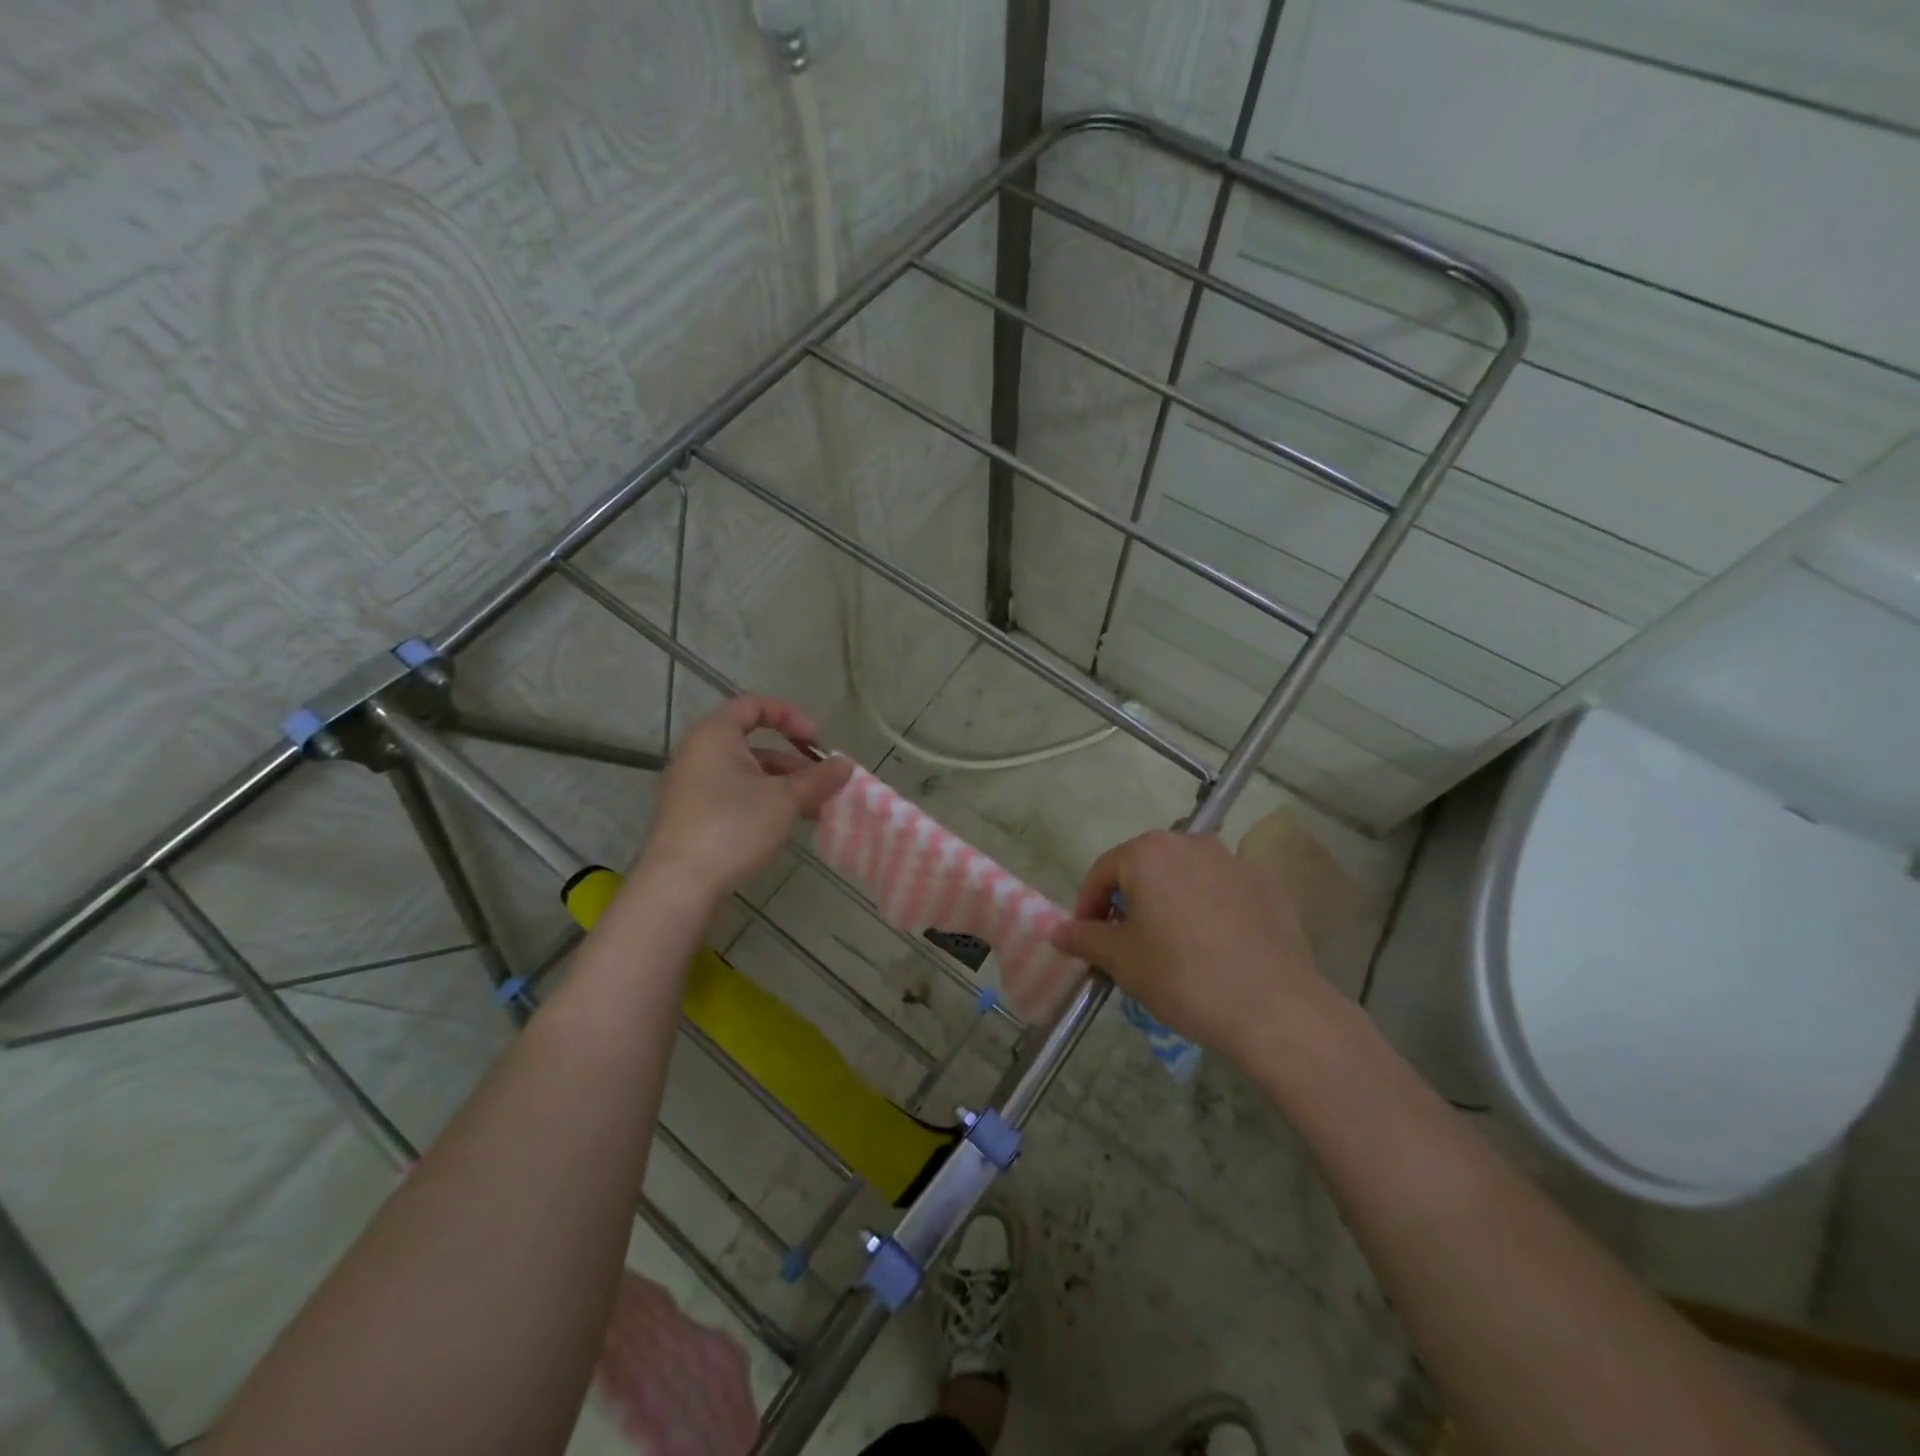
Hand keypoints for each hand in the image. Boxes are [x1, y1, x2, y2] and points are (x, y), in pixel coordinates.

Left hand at [641, 697, 852, 901]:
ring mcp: (690, 787)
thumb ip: (818, 778)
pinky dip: (763, 802)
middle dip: (794, 762)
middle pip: (753, 744)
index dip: (791, 716)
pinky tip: (785, 826)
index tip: (817, 741)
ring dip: (783, 786)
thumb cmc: (733, 826)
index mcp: (715, 735)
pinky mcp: (691, 817)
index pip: (754, 705)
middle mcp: (697, 753)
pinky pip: (733, 796)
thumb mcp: (785, 799)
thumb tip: (846, 765)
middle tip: (823, 782)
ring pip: (746, 774)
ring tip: (815, 809)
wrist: (678, 885)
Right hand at [1050, 830, 1341, 1069]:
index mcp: (1149, 852)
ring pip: (1185, 876)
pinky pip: (1223, 890)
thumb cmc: (1182, 976)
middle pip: (1145, 868)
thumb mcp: (1122, 960)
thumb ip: (1086, 938)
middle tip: (1125, 944)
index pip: (1102, 871)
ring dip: (1169, 902)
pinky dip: (1209, 909)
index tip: (1086, 941)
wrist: (1274, 1008)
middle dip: (1129, 901)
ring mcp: (1234, 860)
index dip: (1087, 906)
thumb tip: (1059, 932)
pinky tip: (1215, 947)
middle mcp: (1191, 842)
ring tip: (1171, 945)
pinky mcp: (1268, 884)